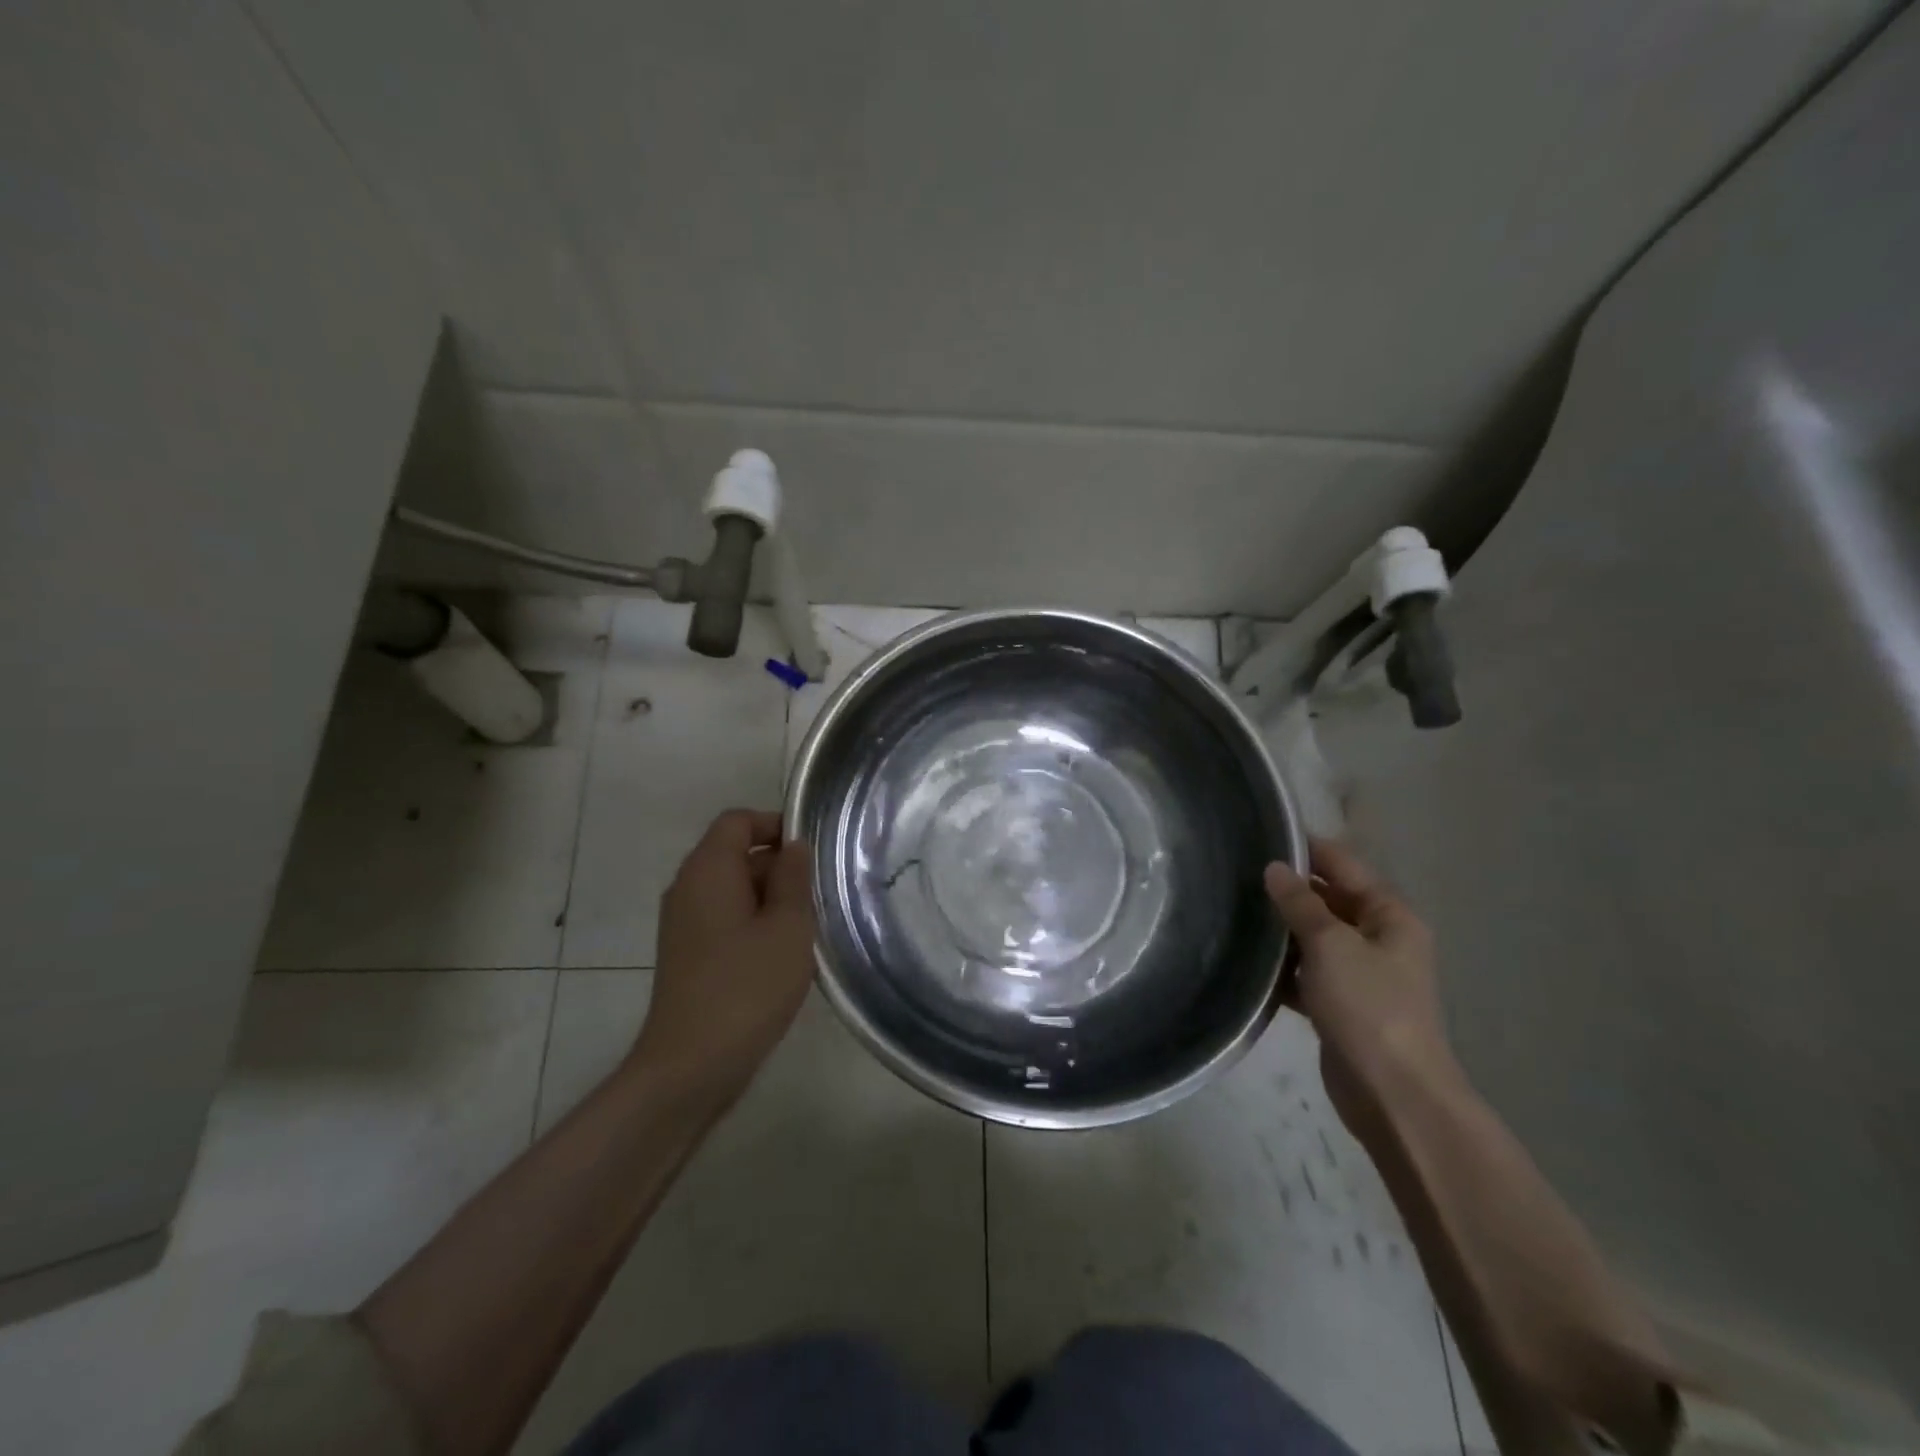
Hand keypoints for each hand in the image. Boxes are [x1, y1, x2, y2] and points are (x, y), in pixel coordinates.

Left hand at [631, 809, 815, 1104]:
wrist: (690, 1066)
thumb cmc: (746, 987)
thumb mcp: (787, 927)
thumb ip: (793, 878)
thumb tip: (792, 846)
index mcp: (707, 870)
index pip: (738, 821)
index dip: (775, 824)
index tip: (811, 852)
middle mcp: (688, 888)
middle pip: (735, 853)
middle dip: (779, 866)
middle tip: (819, 894)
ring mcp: (684, 924)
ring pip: (734, 890)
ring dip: (771, 899)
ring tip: (807, 927)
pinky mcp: (688, 954)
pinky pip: (725, 919)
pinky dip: (755, 924)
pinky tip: (783, 955)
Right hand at [1264, 839, 1452, 1135]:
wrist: (1392, 1094)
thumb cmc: (1368, 1007)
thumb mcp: (1331, 945)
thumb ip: (1300, 903)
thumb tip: (1275, 868)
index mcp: (1389, 916)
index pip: (1344, 865)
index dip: (1306, 850)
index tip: (1260, 837)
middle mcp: (1379, 939)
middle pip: (1329, 900)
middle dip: (1288, 889)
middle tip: (1236, 875)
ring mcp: (1360, 974)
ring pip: (1314, 937)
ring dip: (1282, 929)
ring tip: (1233, 911)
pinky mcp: (1340, 1005)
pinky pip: (1307, 973)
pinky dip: (1283, 968)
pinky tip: (1248, 962)